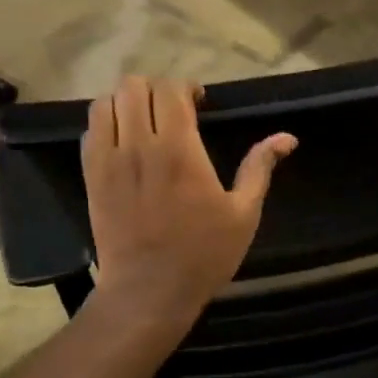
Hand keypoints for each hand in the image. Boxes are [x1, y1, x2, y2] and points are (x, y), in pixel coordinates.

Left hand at [81, 76, 295, 323]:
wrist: (149, 291)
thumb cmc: (203, 255)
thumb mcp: (243, 214)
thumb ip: (259, 168)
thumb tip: (287, 137)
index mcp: (180, 151)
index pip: (171, 90)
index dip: (186, 87)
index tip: (200, 104)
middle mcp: (139, 146)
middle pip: (134, 86)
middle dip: (157, 89)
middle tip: (174, 110)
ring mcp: (109, 160)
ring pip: (106, 102)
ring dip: (128, 103)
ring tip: (146, 122)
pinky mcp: (91, 176)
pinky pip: (90, 131)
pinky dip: (107, 124)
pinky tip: (125, 143)